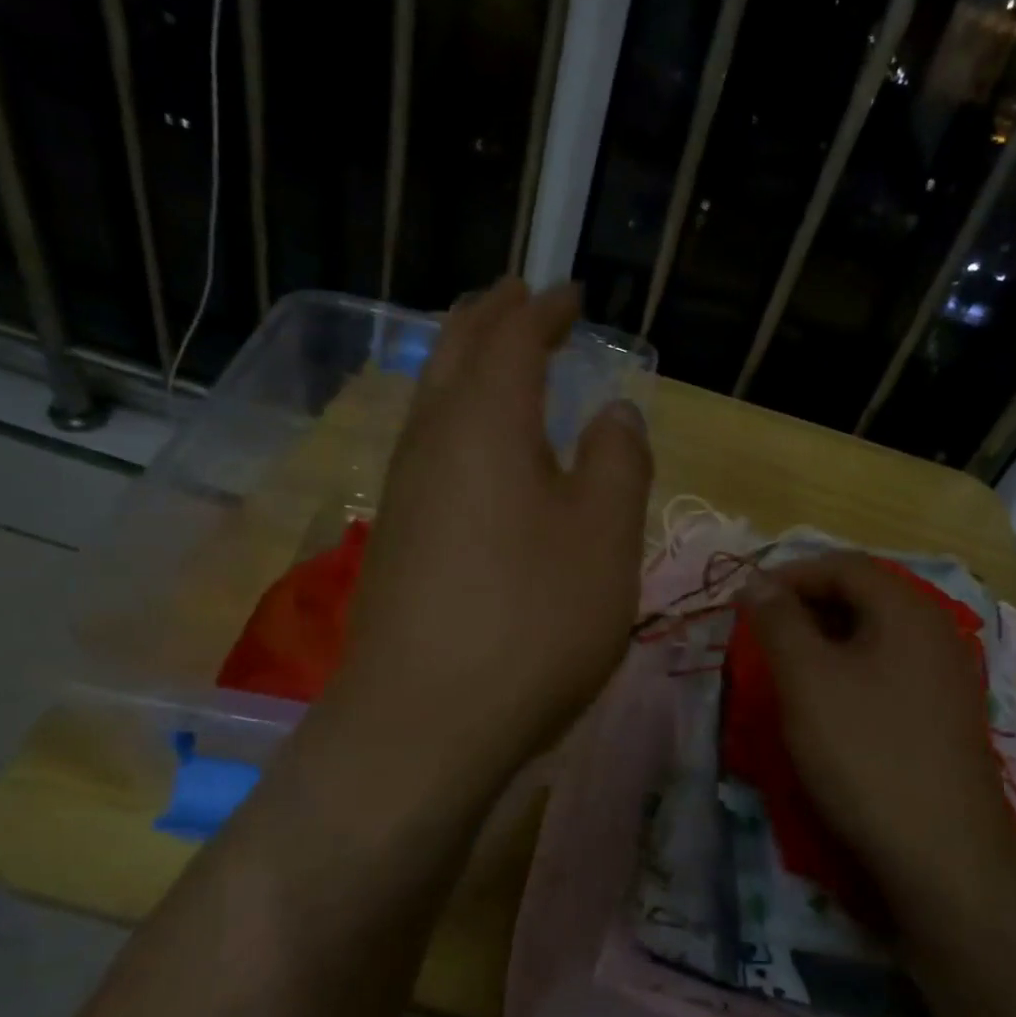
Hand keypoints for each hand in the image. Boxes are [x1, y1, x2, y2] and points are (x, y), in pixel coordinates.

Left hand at [325, 278, 652, 809]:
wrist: (424, 723)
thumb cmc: (532, 621)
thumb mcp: (605, 537)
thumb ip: (619, 461)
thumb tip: (614, 413)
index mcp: (486, 421)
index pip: (512, 336)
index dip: (543, 308)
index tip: (569, 293)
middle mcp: (433, 441)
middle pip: (454, 352)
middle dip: (490, 317)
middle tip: (521, 297)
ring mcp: (405, 493)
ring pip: (433, 400)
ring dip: (465, 365)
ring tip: (497, 357)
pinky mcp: (397, 540)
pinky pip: (430, 449)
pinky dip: (457, 420)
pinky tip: (476, 450)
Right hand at [740, 553, 1015, 928]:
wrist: (943, 855)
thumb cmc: (865, 753)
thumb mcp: (807, 679)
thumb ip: (778, 621)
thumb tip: (756, 582)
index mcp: (908, 610)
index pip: (843, 565)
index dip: (789, 574)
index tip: (746, 601)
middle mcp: (936, 631)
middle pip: (863, 595)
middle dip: (807, 606)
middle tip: (763, 633)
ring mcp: (947, 675)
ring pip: (875, 635)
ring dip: (826, 639)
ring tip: (787, 666)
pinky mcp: (945, 714)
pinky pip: (889, 670)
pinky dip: (851, 670)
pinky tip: (828, 703)